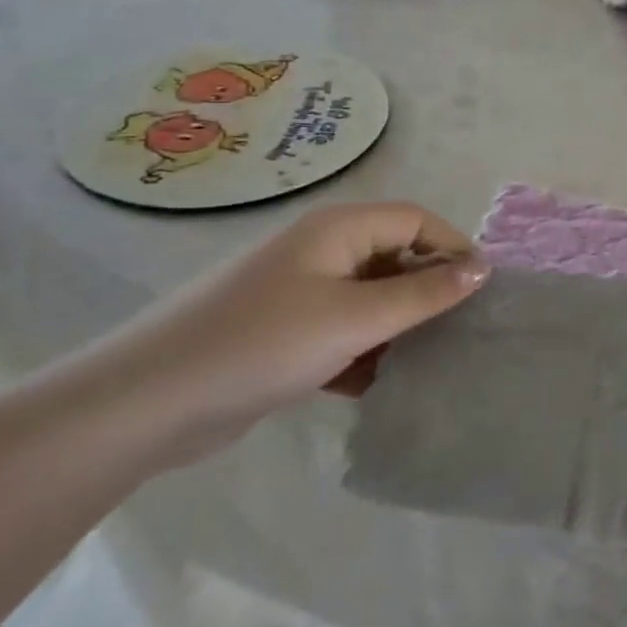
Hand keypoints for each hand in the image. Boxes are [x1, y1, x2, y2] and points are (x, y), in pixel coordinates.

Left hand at [63, 203, 488, 466]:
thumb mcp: (356, 318)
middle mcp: (321, 250)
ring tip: (425, 364)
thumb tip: (483, 268)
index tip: (481, 294)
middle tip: (458, 333)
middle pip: (395, 258)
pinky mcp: (282, 332)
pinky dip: (363, 351)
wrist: (144, 405)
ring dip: (397, 328)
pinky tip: (376, 386)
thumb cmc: (261, 344)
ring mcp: (298, 292)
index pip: (417, 220)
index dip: (453, 249)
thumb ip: (425, 293)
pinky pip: (342, 330)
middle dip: (428, 293)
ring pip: (371, 299)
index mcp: (338, 229)